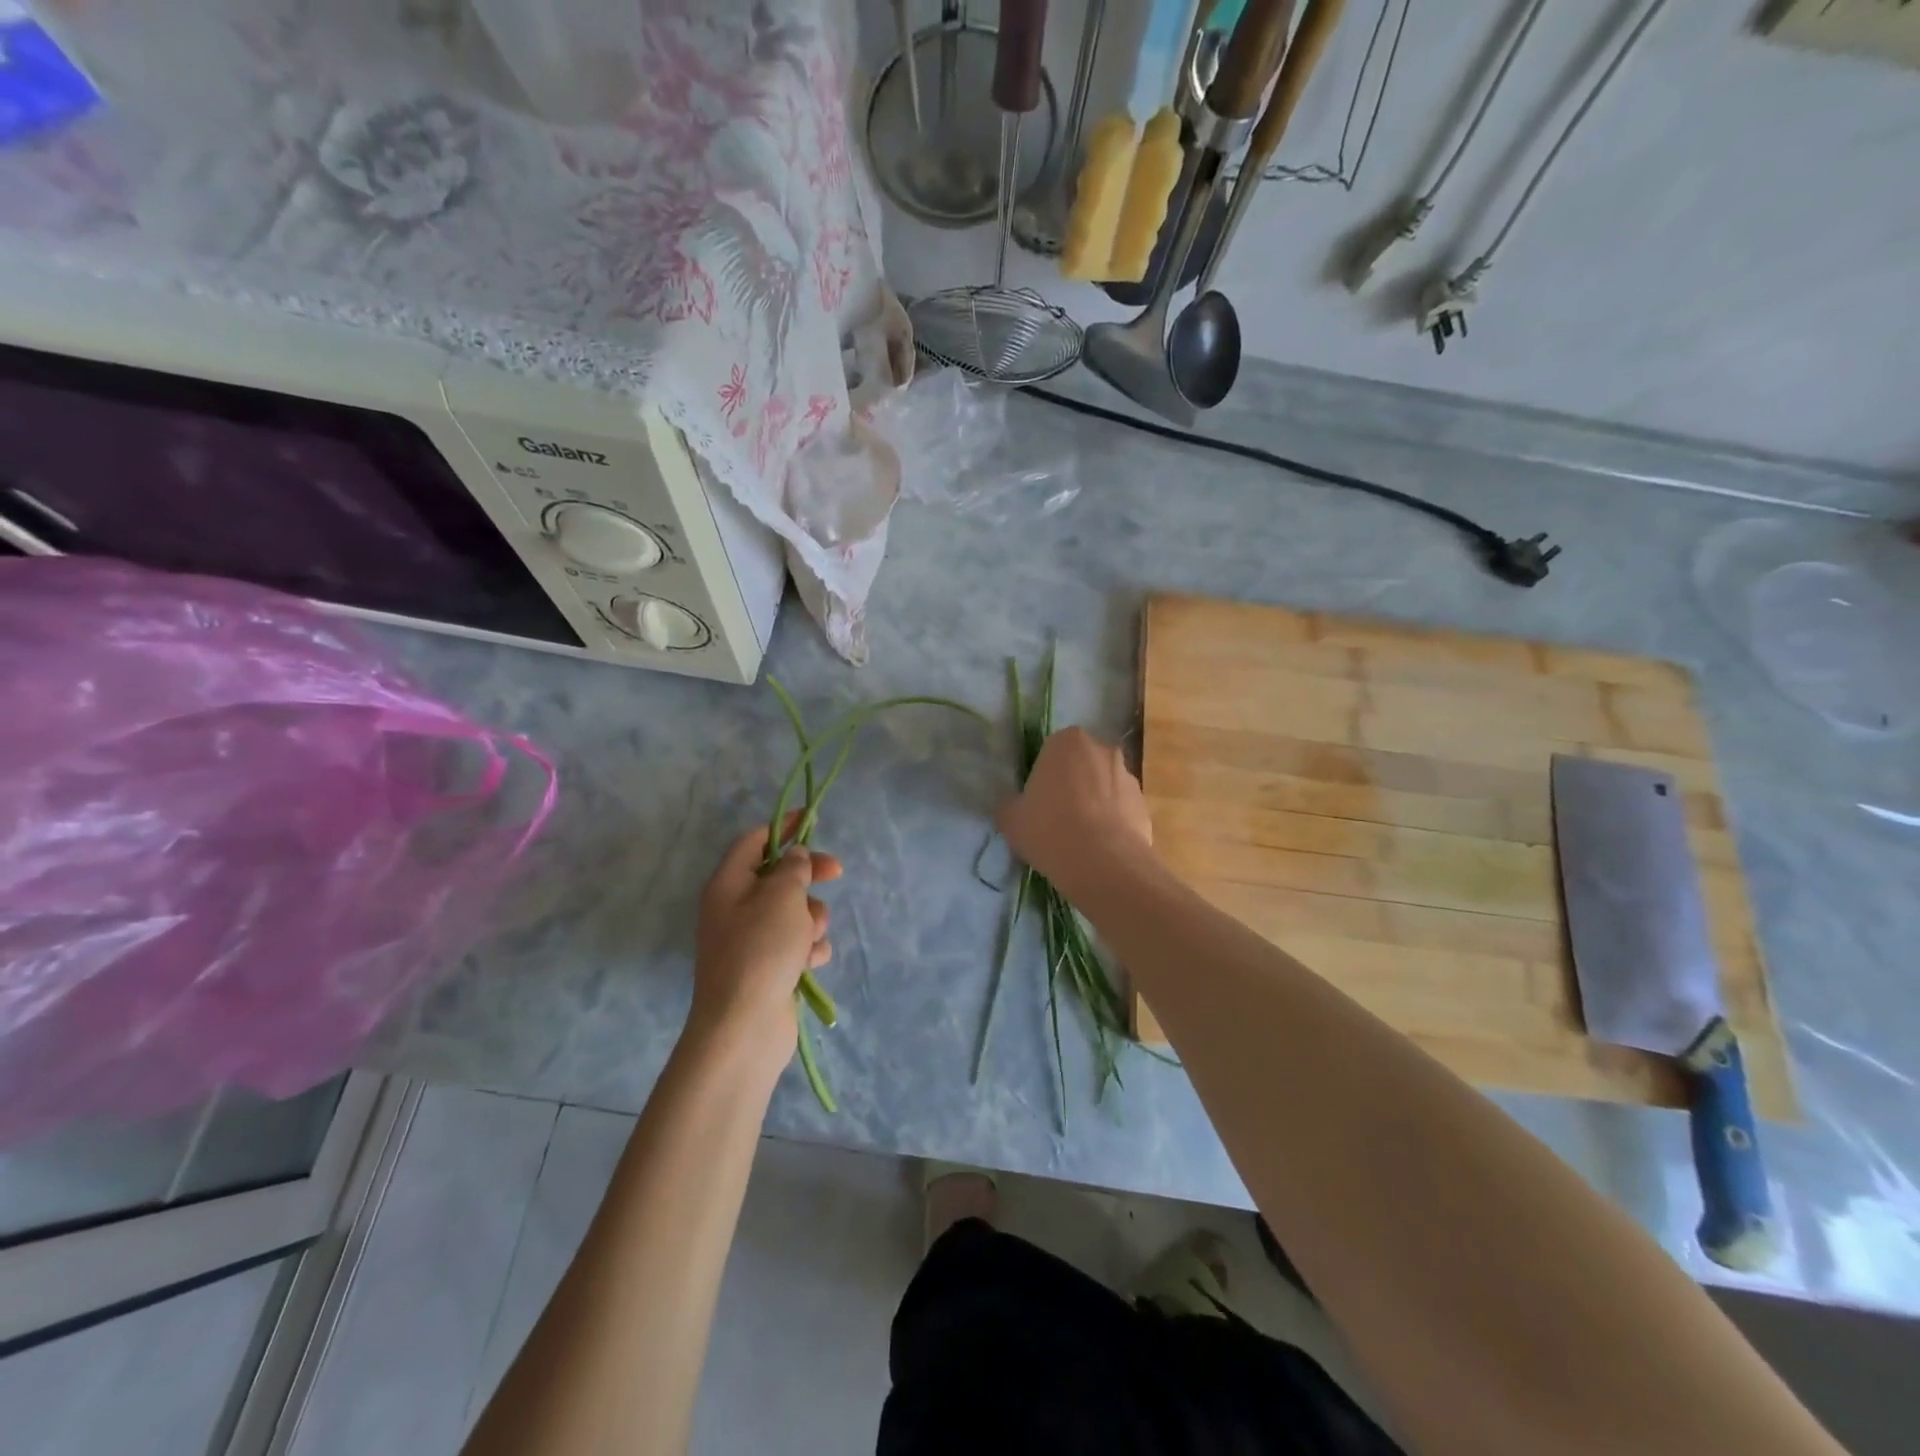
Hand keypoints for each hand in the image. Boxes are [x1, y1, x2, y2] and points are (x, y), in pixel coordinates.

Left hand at [691, 820, 841, 1064]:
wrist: (745, 1027)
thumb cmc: (761, 950)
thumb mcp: (782, 896)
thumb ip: (794, 868)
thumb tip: (795, 857)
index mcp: (728, 884)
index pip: (755, 842)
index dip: (782, 827)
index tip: (811, 820)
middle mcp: (735, 909)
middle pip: (779, 877)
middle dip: (809, 877)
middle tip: (836, 872)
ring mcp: (752, 941)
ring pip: (794, 912)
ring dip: (811, 920)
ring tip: (809, 939)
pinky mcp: (769, 968)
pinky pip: (797, 944)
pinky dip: (808, 949)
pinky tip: (810, 963)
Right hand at [997, 727, 1153, 897]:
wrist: (1102, 862)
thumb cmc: (1049, 829)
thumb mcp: (1011, 818)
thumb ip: (1010, 803)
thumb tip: (1014, 804)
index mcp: (1067, 741)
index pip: (1051, 751)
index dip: (1044, 776)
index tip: (1038, 801)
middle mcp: (1102, 749)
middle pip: (1082, 765)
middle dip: (1073, 785)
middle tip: (1058, 817)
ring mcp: (1128, 776)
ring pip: (1104, 786)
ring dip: (1095, 803)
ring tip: (1081, 838)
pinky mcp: (1145, 805)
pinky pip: (1121, 810)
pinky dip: (1112, 823)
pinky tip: (1100, 848)